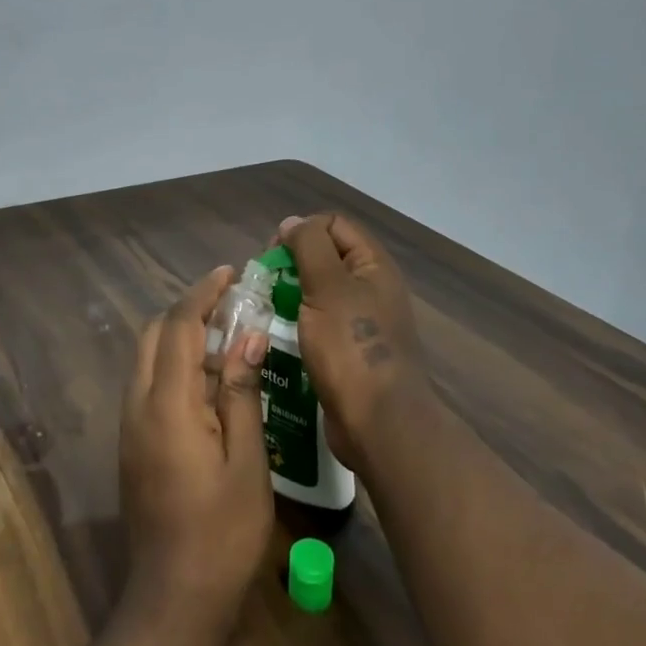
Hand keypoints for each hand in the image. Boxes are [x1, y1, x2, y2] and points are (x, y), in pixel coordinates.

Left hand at [121, 267, 274, 625]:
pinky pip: (148, 383)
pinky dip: (175, 364)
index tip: (229, 273)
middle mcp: (138, 405)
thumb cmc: (223, 531)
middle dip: (188, 309)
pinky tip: (210, 380)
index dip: (203, 293)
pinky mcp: (132, 443)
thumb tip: (247, 336)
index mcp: (167, 404)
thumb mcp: (246, 459)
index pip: (180, 326)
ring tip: (226, 336)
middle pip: (155, 334)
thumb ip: (241, 391)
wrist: (175, 597)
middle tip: (230, 304)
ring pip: (148, 357)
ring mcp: (130, 425)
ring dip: (181, 336)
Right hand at [281, 214, 434, 467]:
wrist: (379, 423)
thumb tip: (292, 222)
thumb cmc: (351, 347)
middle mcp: (371, 287)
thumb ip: (309, 246)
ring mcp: (361, 321)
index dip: (302, 230)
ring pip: (319, 292)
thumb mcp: (327, 286)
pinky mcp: (349, 351)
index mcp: (373, 265)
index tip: (274, 255)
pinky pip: (319, 323)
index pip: (333, 224)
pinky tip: (278, 337)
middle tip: (266, 285)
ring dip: (291, 295)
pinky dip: (298, 323)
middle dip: (292, 264)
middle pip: (326, 257)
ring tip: (267, 310)